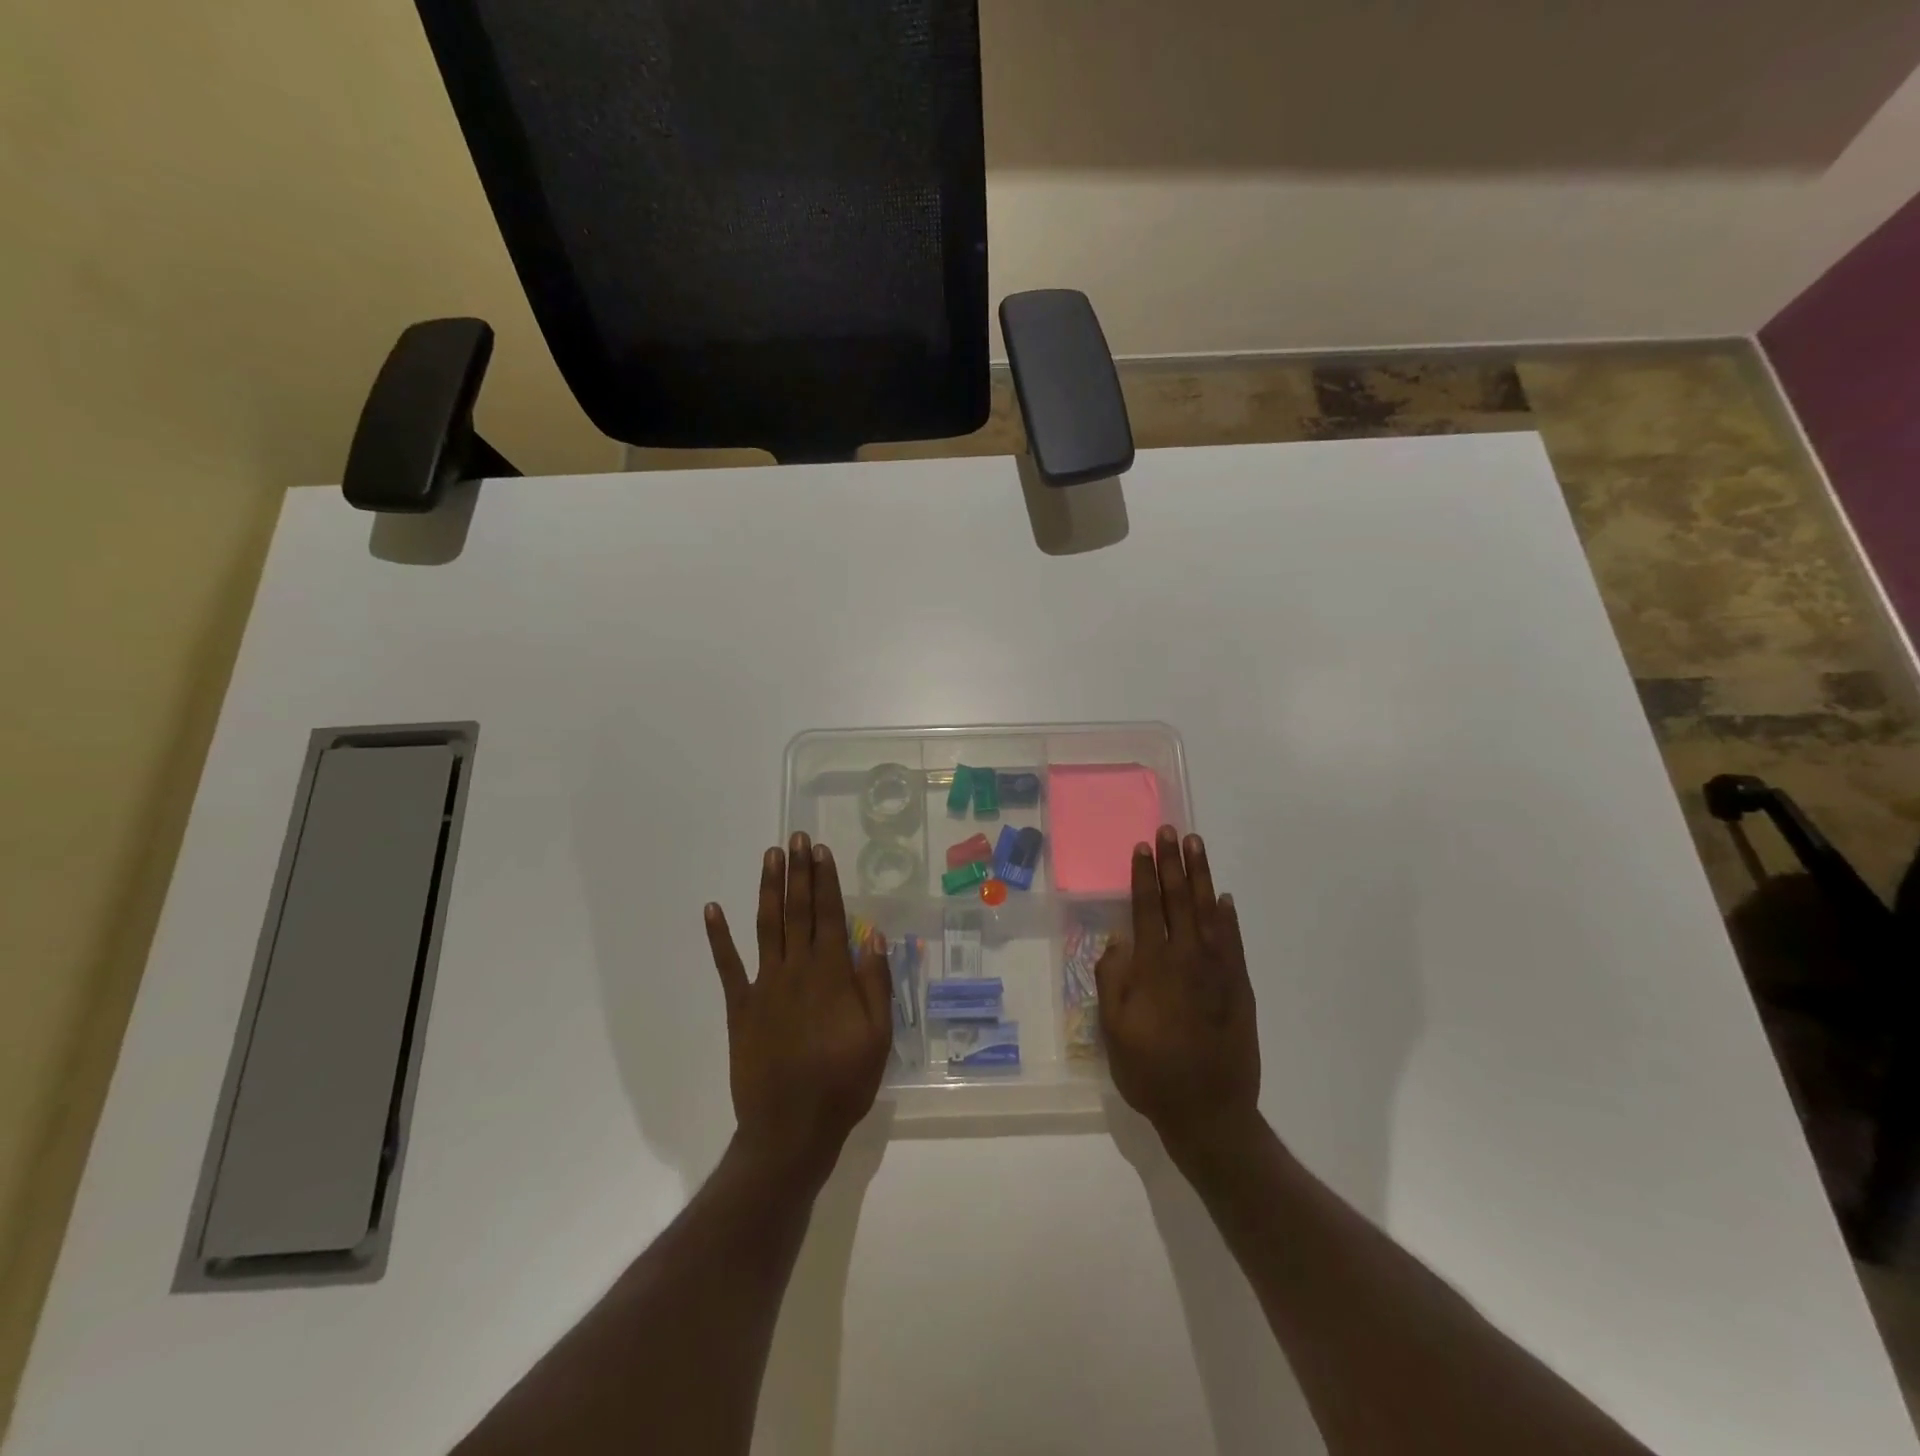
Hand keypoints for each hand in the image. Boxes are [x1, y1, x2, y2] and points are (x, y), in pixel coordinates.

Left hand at [705, 833, 892, 1190]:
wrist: (791, 1129)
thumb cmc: (842, 1083)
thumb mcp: (878, 1038)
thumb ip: (876, 985)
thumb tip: (875, 937)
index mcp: (832, 975)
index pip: (830, 915)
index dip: (826, 880)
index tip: (820, 851)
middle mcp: (796, 970)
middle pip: (798, 911)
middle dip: (798, 872)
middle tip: (796, 838)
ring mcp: (765, 986)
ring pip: (767, 926)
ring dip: (768, 889)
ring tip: (770, 856)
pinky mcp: (740, 1007)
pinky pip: (728, 966)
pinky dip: (719, 937)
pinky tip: (712, 909)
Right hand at [1096, 827, 1260, 1160]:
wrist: (1210, 1112)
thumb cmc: (1152, 1073)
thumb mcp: (1113, 1033)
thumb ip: (1113, 982)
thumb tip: (1118, 942)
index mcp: (1153, 968)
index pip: (1146, 909)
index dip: (1143, 876)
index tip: (1142, 846)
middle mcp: (1187, 959)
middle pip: (1178, 900)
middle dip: (1172, 863)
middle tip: (1171, 831)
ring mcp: (1218, 971)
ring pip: (1208, 912)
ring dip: (1201, 876)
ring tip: (1196, 846)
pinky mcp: (1240, 987)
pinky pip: (1233, 941)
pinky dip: (1228, 916)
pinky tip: (1223, 898)